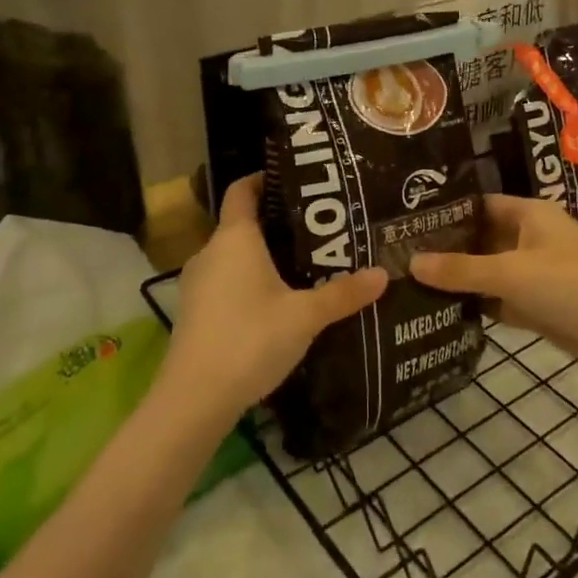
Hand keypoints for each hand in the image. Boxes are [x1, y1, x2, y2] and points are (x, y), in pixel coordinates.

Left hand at [160, 174, 385, 421]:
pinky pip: (226, 282)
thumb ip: (344, 293)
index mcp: (235, 238)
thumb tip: (383, 274)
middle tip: (318, 228)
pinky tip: (277, 302)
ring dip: (263, 257)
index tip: (294, 179)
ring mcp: (197, 284)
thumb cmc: (251, 339)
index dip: (264, 178)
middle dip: (277, 223)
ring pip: (233, 256)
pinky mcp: (195, 312)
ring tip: (304, 264)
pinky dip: (249, 282)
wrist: (194, 399)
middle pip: (242, 224)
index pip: (242, 190)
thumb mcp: (306, 315)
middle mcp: (211, 253)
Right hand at [411, 195, 577, 377]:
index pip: (479, 205)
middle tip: (399, 256)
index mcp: (529, 214)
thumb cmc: (569, 283)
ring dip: (460, 280)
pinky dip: (478, 305)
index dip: (447, 212)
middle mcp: (530, 238)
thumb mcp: (510, 273)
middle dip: (447, 249)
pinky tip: (442, 311)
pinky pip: (500, 300)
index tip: (407, 223)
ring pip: (489, 272)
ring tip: (409, 283)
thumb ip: (461, 270)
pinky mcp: (538, 305)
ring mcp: (535, 273)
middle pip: (481, 239)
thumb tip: (411, 262)